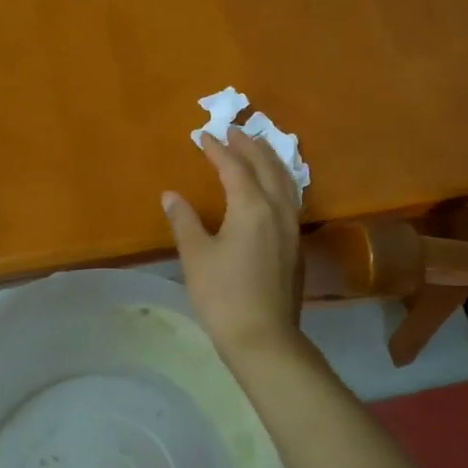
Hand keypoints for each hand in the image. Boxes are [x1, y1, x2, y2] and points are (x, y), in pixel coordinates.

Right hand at [162, 130, 304, 360]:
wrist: (263, 337)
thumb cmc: (223, 295)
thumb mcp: (196, 255)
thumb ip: (184, 220)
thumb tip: (171, 195)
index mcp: (252, 207)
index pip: (234, 167)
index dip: (218, 150)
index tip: (204, 136)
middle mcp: (278, 210)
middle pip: (267, 166)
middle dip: (249, 145)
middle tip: (234, 130)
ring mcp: (291, 228)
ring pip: (286, 181)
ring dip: (270, 159)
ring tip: (258, 148)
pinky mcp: (296, 245)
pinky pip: (291, 198)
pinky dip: (280, 180)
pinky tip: (273, 186)